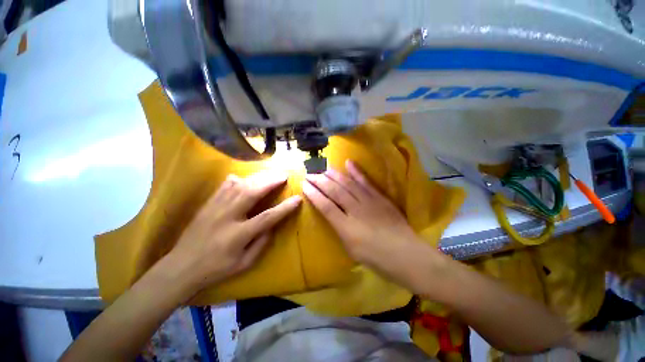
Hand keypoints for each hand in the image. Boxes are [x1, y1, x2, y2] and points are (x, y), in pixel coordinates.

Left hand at [167, 172, 300, 291]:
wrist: (180, 267)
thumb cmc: (216, 269)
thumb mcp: (244, 263)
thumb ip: (261, 243)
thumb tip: (273, 225)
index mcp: (238, 235)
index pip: (267, 217)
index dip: (285, 207)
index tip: (297, 199)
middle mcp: (227, 217)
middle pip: (252, 192)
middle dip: (271, 182)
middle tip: (284, 176)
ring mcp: (215, 208)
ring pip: (239, 186)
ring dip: (258, 178)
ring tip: (270, 174)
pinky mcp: (208, 204)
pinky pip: (224, 186)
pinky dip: (237, 179)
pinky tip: (244, 177)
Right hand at [302, 160, 441, 287]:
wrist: (407, 255)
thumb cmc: (376, 259)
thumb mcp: (351, 250)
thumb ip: (339, 229)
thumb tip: (332, 214)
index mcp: (346, 228)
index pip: (325, 206)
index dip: (314, 194)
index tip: (304, 185)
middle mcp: (356, 211)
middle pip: (335, 191)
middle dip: (320, 182)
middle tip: (310, 174)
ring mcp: (369, 202)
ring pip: (348, 184)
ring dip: (334, 175)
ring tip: (324, 168)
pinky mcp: (380, 197)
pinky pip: (366, 182)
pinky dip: (356, 172)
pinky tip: (348, 163)